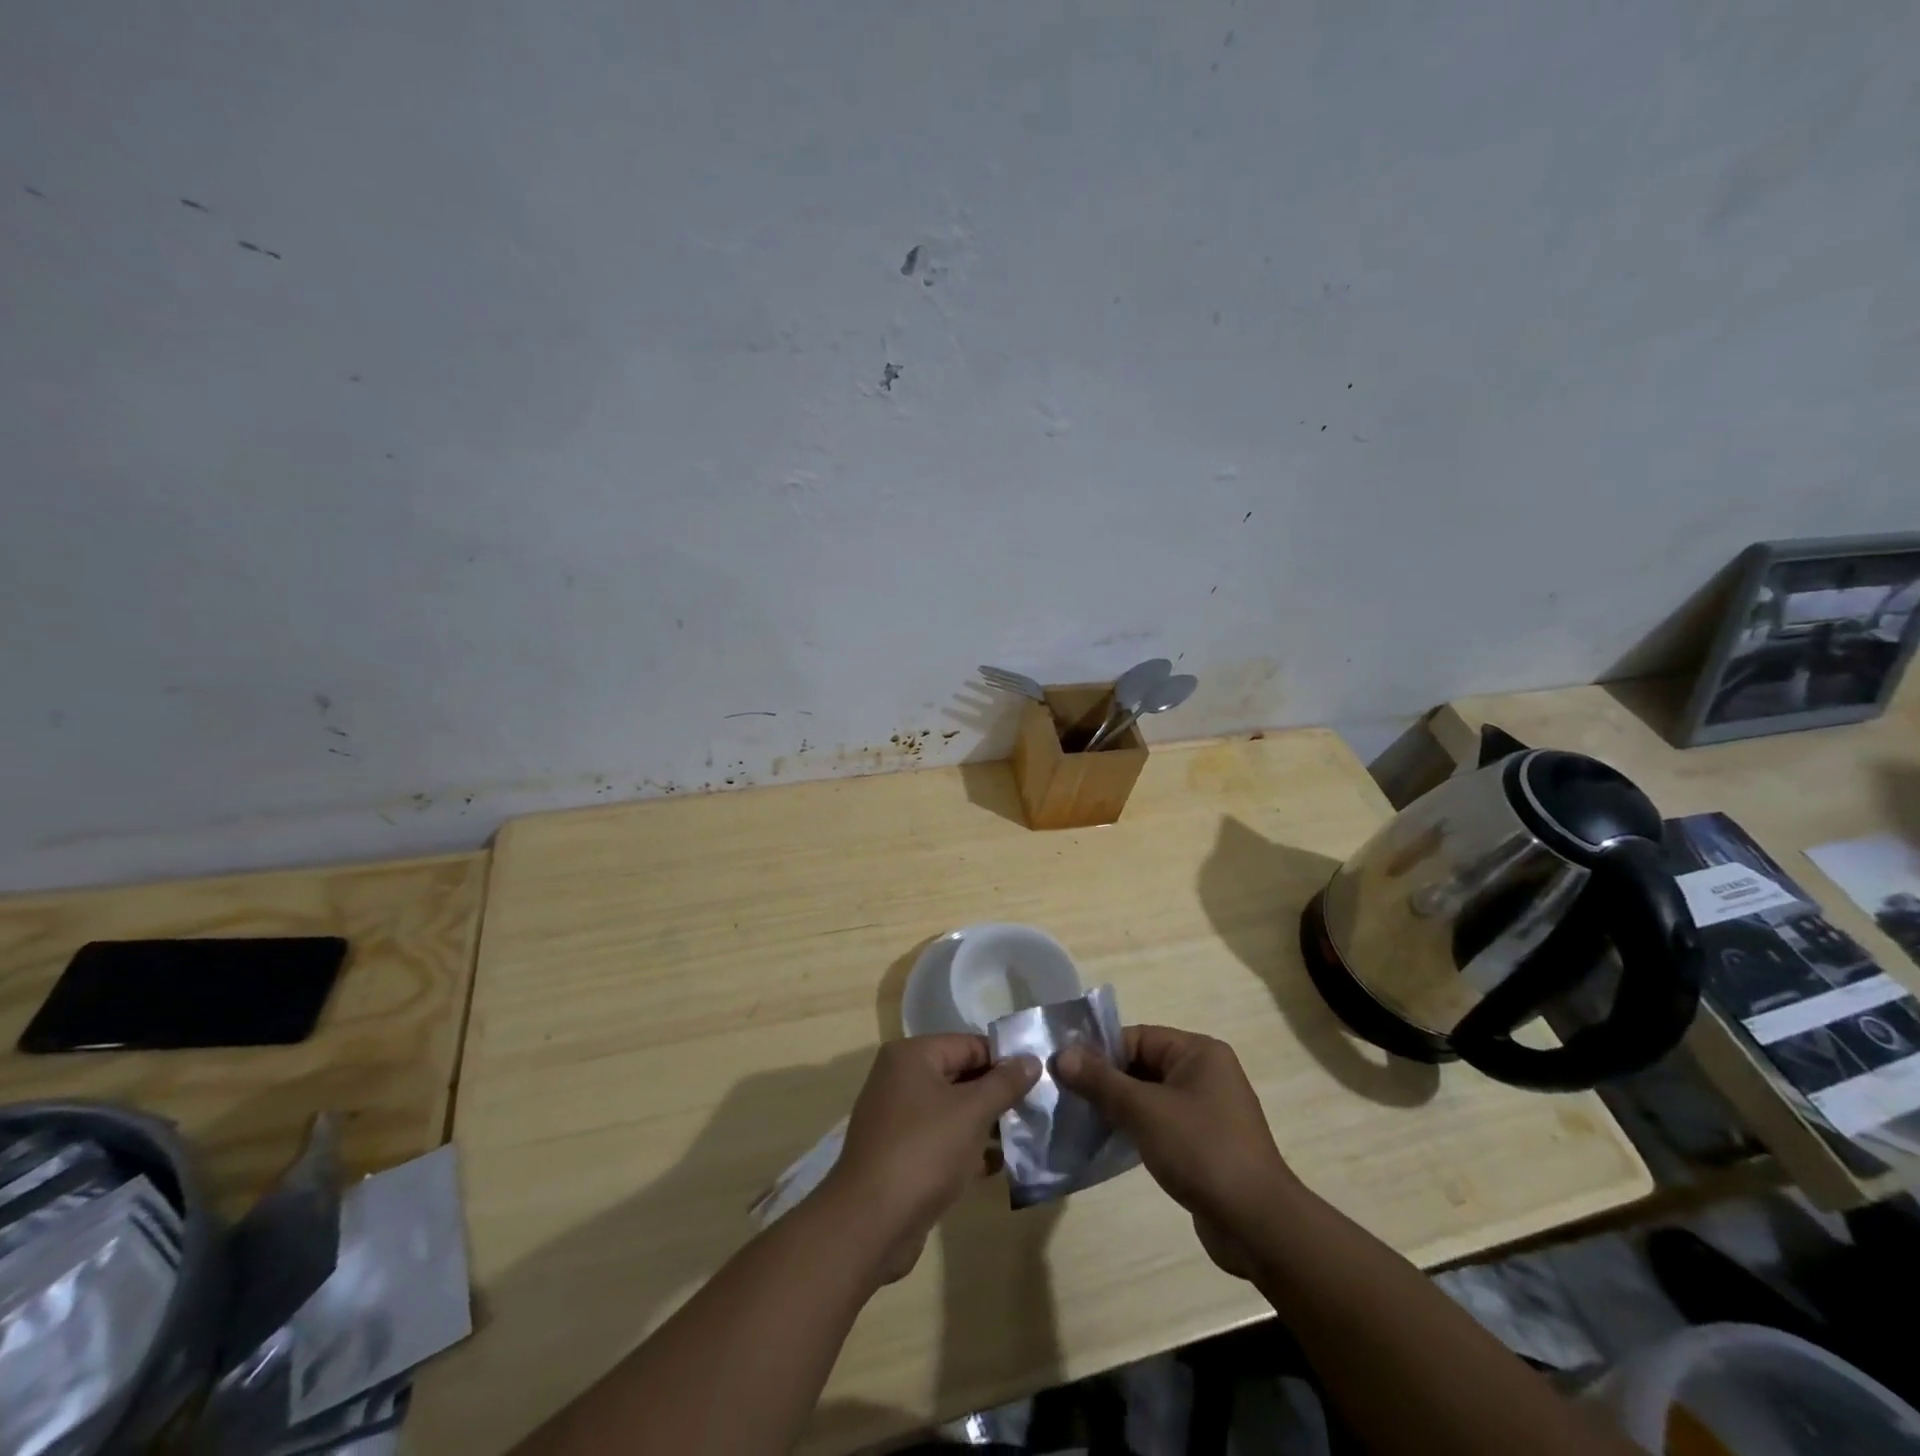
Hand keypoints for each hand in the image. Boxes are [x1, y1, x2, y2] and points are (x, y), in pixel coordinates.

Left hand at [819, 1035, 1039, 1282]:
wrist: (870, 1223)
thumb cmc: (924, 1152)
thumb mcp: (972, 1112)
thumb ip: (1004, 1083)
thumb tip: (1031, 1059)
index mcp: (912, 1056)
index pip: (969, 1044)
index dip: (1004, 1060)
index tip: (1038, 1079)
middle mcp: (901, 1079)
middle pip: (960, 1075)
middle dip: (997, 1094)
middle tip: (1036, 1109)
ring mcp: (898, 1118)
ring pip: (952, 1111)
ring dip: (986, 1123)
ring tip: (1024, 1137)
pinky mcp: (901, 1154)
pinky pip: (942, 1140)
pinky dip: (967, 1148)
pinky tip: (998, 1165)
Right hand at [1057, 1025, 1297, 1278]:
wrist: (1258, 1226)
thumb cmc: (1202, 1152)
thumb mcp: (1144, 1111)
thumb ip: (1101, 1081)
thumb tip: (1062, 1054)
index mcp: (1199, 1052)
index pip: (1136, 1038)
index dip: (1099, 1053)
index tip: (1064, 1072)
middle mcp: (1205, 1073)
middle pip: (1141, 1066)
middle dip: (1105, 1082)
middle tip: (1066, 1098)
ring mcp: (1207, 1110)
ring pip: (1149, 1097)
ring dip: (1117, 1108)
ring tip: (1081, 1122)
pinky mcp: (1204, 1143)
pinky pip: (1160, 1124)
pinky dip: (1135, 1130)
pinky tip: (1109, 1144)